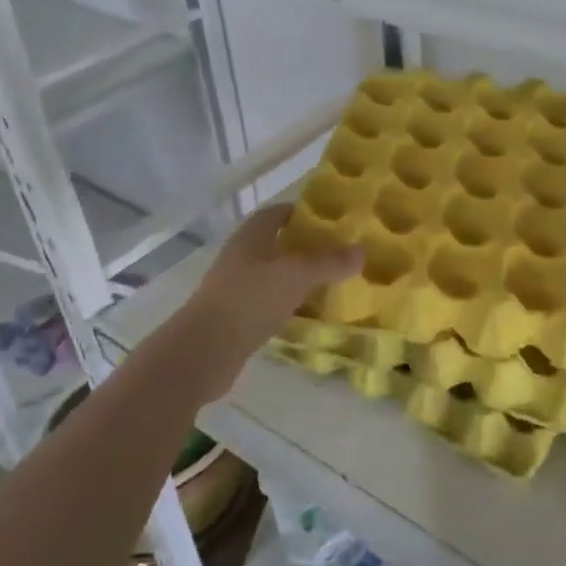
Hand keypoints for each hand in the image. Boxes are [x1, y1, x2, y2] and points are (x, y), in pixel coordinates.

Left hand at [174, 204, 362, 395]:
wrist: (203, 352)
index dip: (300, 213)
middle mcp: (239, 257)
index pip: (276, 214)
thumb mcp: (297, 275)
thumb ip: (329, 262)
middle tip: (336, 254)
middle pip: (275, 244)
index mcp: (250, 237)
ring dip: (295, 278)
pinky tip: (305, 314)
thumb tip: (362, 250)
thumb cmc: (250, 299)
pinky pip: (266, 303)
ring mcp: (233, 288)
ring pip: (271, 275)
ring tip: (328, 283)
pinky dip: (285, 304)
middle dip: (303, 247)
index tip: (329, 221)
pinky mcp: (233, 318)